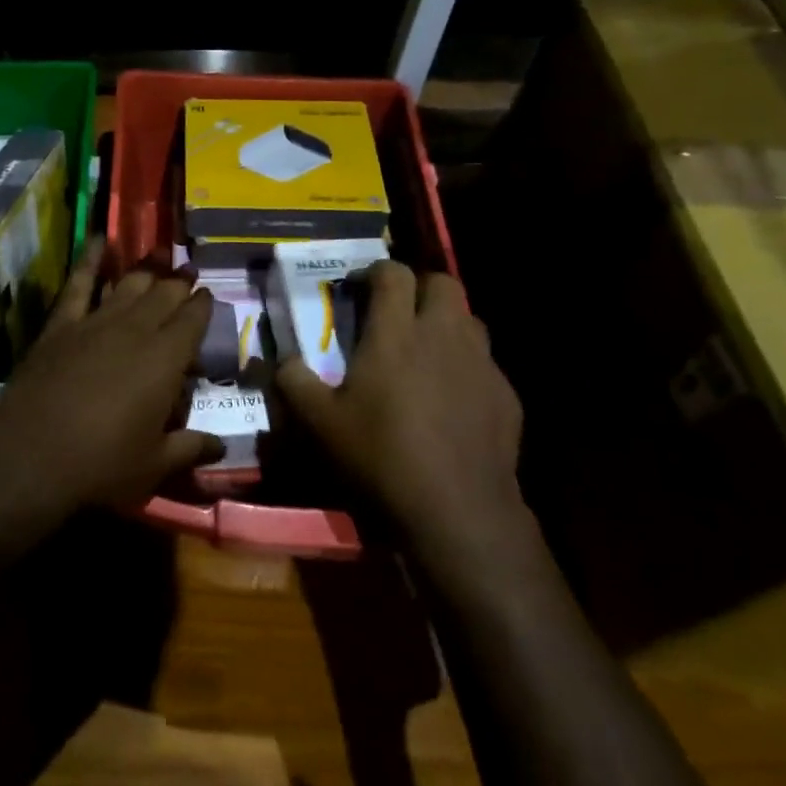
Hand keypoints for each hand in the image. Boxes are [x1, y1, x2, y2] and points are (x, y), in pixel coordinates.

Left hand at [0, 241, 223, 512]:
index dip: (203, 305)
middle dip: (179, 284)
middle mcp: (136, 330)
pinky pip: (78, 283)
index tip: (208, 295)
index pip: (192, 320)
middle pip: (164, 295)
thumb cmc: (102, 464)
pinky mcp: (62, 324)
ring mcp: (96, 322)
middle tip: (188, 276)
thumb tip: (221, 446)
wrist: (31, 454)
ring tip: (158, 261)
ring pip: (128, 285)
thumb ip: (190, 448)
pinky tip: (99, 241)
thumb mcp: (154, 465)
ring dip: (146, 272)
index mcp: (166, 360)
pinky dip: (90, 260)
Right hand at [275, 262, 524, 539]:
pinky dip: (467, 366)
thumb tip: (279, 359)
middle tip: (397, 312)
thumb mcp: (318, 423)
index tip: (358, 289)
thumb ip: (292, 381)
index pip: (392, 274)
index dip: (374, 272)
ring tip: (425, 350)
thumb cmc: (380, 457)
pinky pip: (486, 363)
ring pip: (469, 319)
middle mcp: (442, 335)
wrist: (458, 513)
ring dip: (446, 323)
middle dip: (418, 287)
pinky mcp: (506, 396)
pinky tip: (452, 398)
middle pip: (442, 283)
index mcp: (396, 333)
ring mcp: (481, 364)